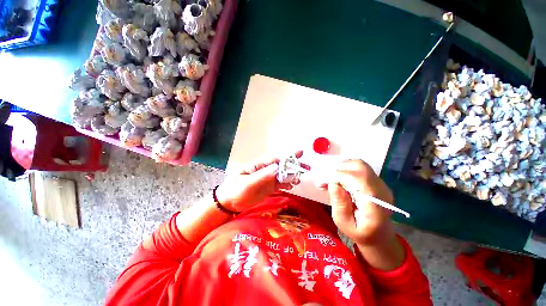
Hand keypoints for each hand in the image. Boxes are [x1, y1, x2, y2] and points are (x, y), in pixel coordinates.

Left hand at [216, 151, 306, 211]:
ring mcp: (267, 180)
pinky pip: (279, 184)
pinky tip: (291, 186)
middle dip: (294, 166)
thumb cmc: (235, 190)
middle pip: (282, 167)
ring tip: (299, 180)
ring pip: (282, 176)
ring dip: (292, 176)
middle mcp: (265, 171)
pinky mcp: (268, 188)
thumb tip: (277, 167)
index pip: (276, 160)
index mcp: (259, 166)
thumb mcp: (247, 183)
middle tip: (306, 168)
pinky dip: (286, 184)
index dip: (288, 157)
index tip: (300, 153)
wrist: (228, 204)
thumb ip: (262, 175)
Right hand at [326, 160, 394, 245]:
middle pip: (359, 167)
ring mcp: (381, 184)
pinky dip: (347, 170)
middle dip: (339, 170)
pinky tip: (341, 180)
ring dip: (342, 168)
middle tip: (327, 180)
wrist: (379, 236)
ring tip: (333, 179)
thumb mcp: (343, 223)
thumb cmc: (359, 233)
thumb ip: (339, 204)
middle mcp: (380, 190)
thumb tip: (333, 183)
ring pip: (359, 164)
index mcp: (374, 204)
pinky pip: (360, 169)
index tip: (322, 183)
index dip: (337, 176)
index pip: (356, 179)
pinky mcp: (377, 181)